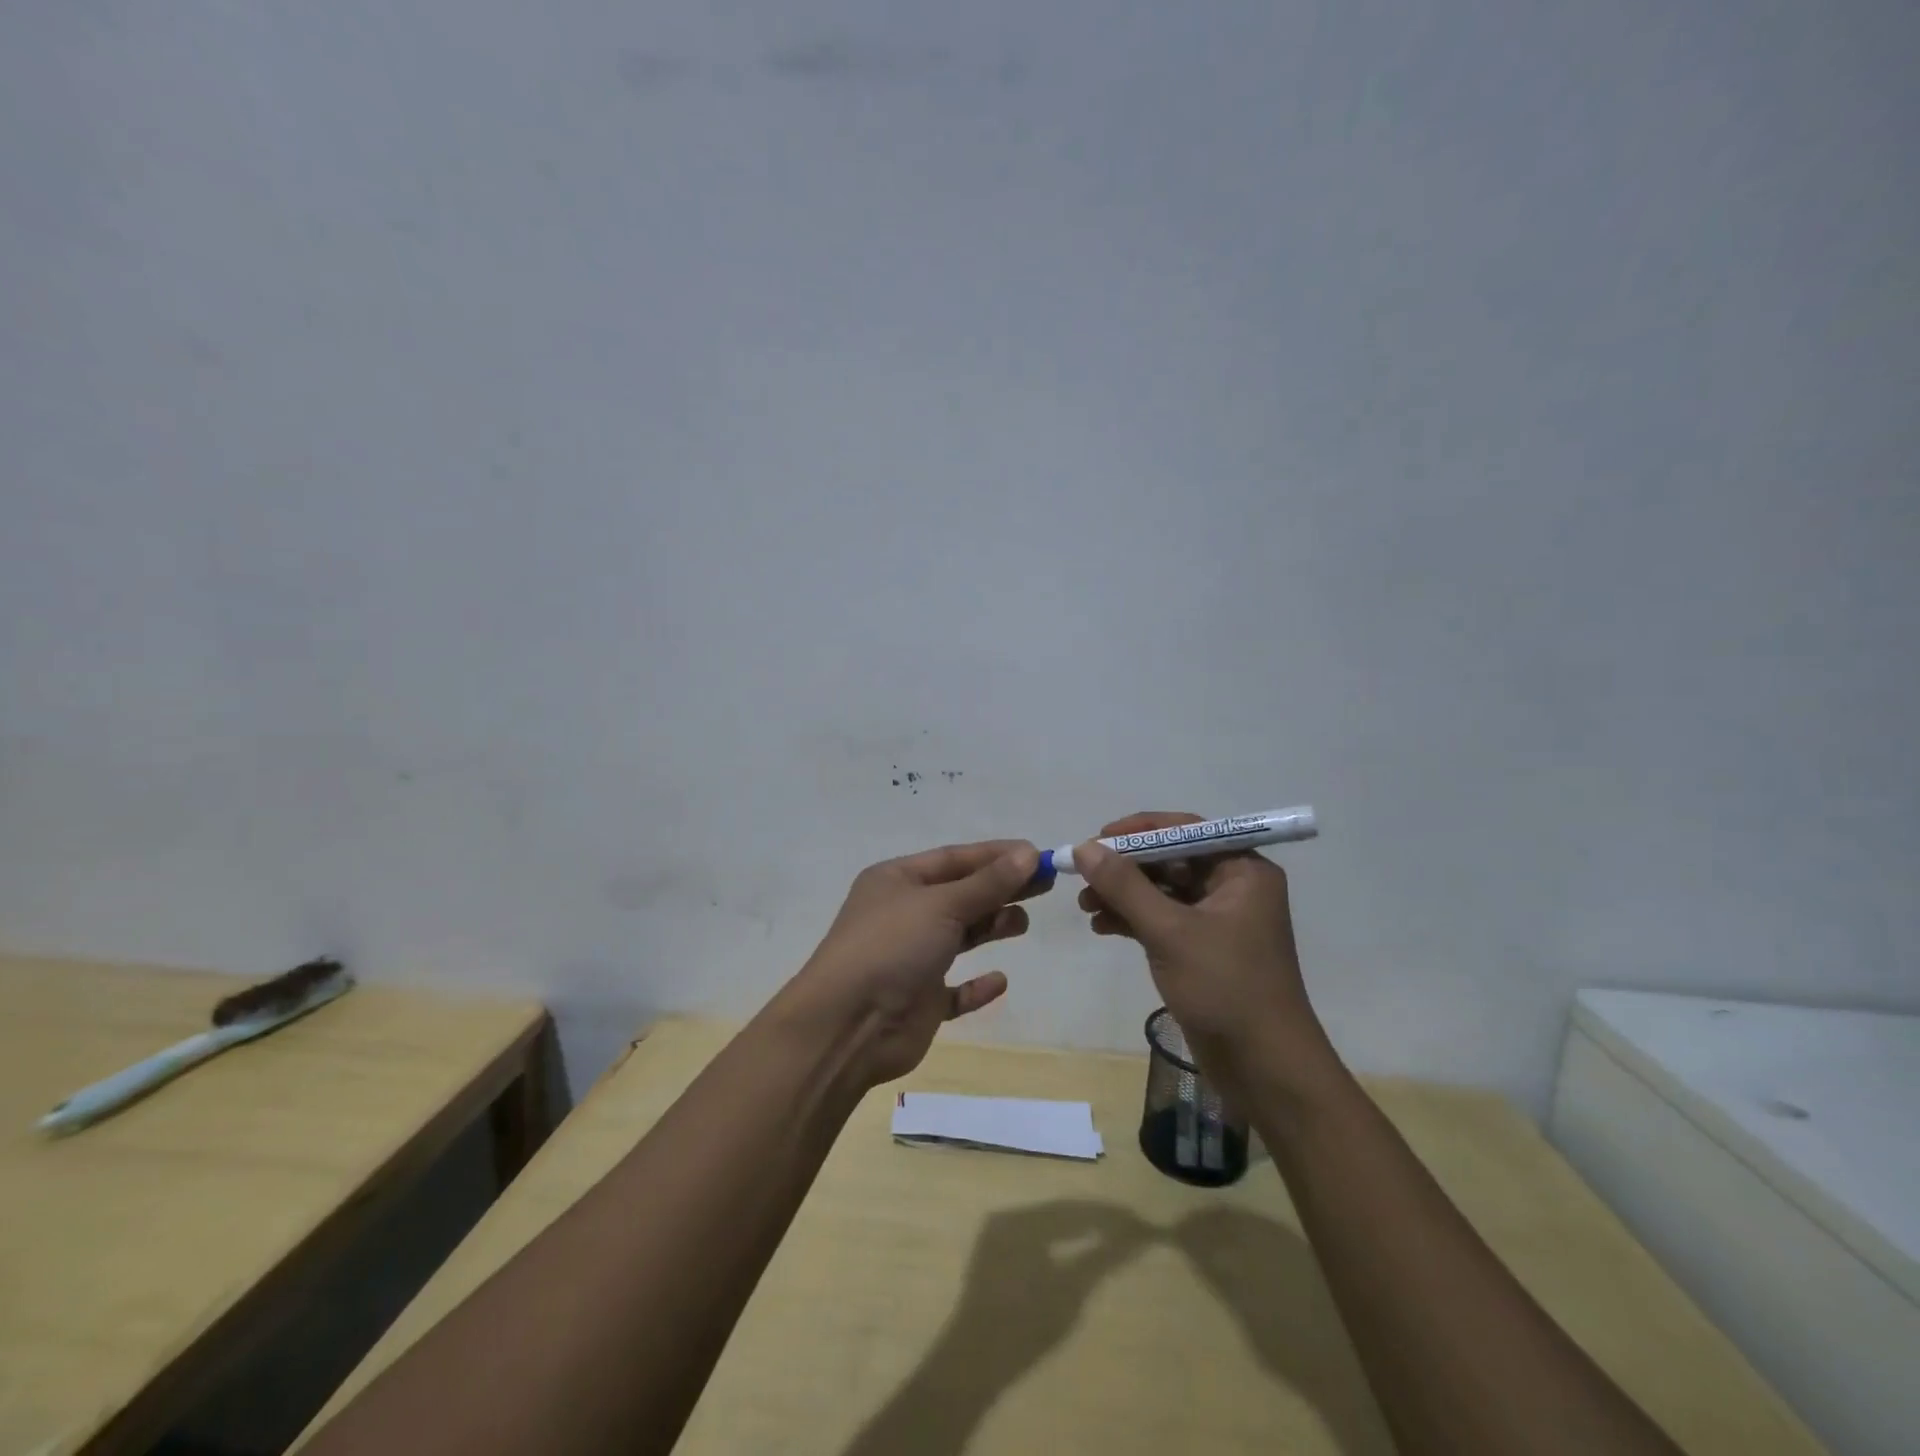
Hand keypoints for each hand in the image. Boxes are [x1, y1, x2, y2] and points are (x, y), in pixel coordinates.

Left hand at [788, 839, 1044, 1086]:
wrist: (848, 1026)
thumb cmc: (892, 947)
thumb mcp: (942, 905)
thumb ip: (988, 883)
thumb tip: (1029, 854)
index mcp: (897, 881)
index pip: (954, 859)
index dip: (996, 855)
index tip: (1038, 855)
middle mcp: (903, 914)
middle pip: (961, 894)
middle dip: (1000, 888)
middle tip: (1046, 885)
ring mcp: (910, 958)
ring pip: (958, 936)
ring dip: (990, 927)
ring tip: (1022, 923)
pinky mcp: (919, 1000)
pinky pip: (955, 990)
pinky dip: (976, 985)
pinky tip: (999, 980)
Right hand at [1075, 811, 1330, 1072]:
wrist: (1266, 1070)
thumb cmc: (1225, 988)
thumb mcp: (1170, 932)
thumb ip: (1125, 886)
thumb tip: (1085, 847)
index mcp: (1242, 870)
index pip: (1185, 830)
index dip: (1138, 831)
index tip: (1096, 839)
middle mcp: (1233, 887)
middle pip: (1170, 860)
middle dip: (1125, 868)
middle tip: (1082, 877)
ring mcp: (1219, 920)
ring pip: (1162, 891)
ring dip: (1124, 895)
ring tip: (1085, 906)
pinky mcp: (1204, 949)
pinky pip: (1163, 920)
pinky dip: (1133, 920)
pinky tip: (1101, 927)